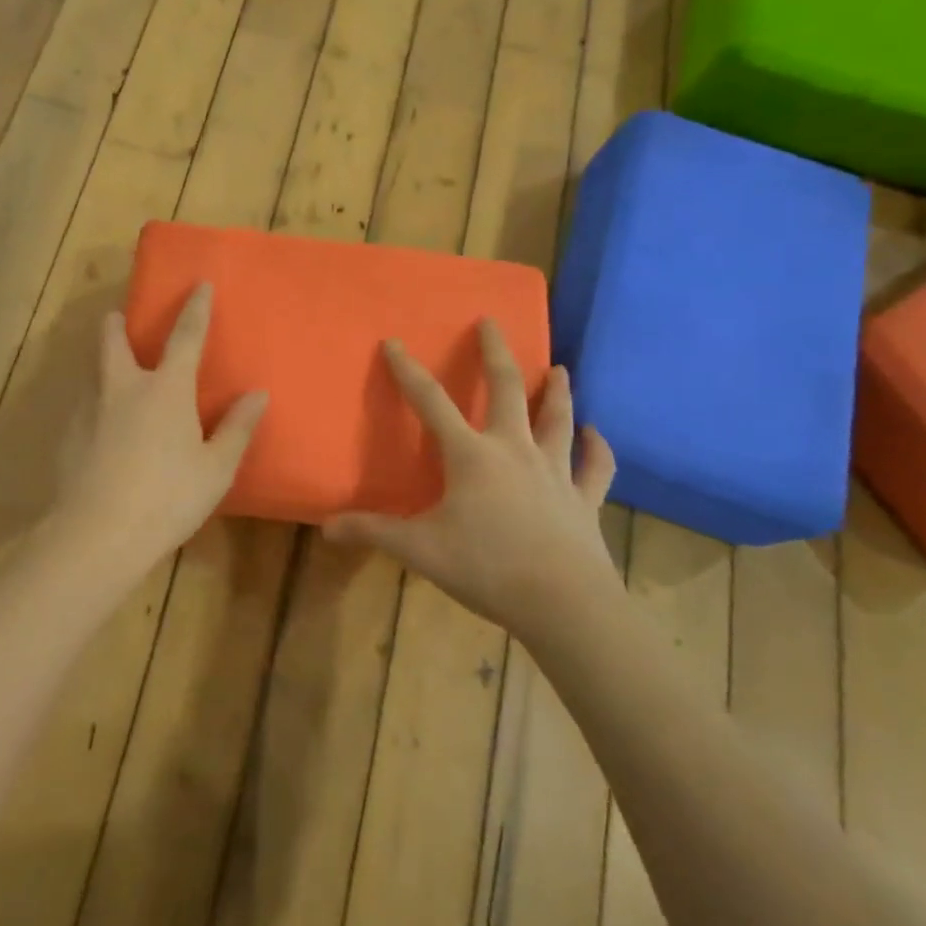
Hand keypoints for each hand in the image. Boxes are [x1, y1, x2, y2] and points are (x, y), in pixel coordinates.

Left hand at [52, 283, 266, 576]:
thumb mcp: (216, 468)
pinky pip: (83, 408)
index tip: (198, 284)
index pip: (186, 336)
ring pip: (93, 372)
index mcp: (167, 389)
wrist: (98, 533)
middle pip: (112, 339)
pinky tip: (102, 434)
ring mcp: (90, 410)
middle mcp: (123, 387)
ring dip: (103, 365)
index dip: (195, 308)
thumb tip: (257, 395)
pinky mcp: (68, 436)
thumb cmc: (169, 497)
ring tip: (114, 381)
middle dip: (116, 323)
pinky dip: (95, 407)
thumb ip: (237, 428)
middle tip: (119, 319)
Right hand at [325, 321, 619, 633]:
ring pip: (558, 419)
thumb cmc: (486, 567)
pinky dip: (598, 448)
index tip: (395, 342)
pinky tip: (596, 434)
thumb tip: (326, 527)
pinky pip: (596, 466)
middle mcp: (515, 450)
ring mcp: (555, 472)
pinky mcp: (584, 499)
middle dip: (496, 353)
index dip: (408, 371)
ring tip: (559, 367)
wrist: (563, 603)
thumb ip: (373, 532)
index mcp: (471, 456)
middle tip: (492, 323)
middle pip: (507, 389)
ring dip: (557, 391)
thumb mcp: (420, 549)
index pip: (431, 402)